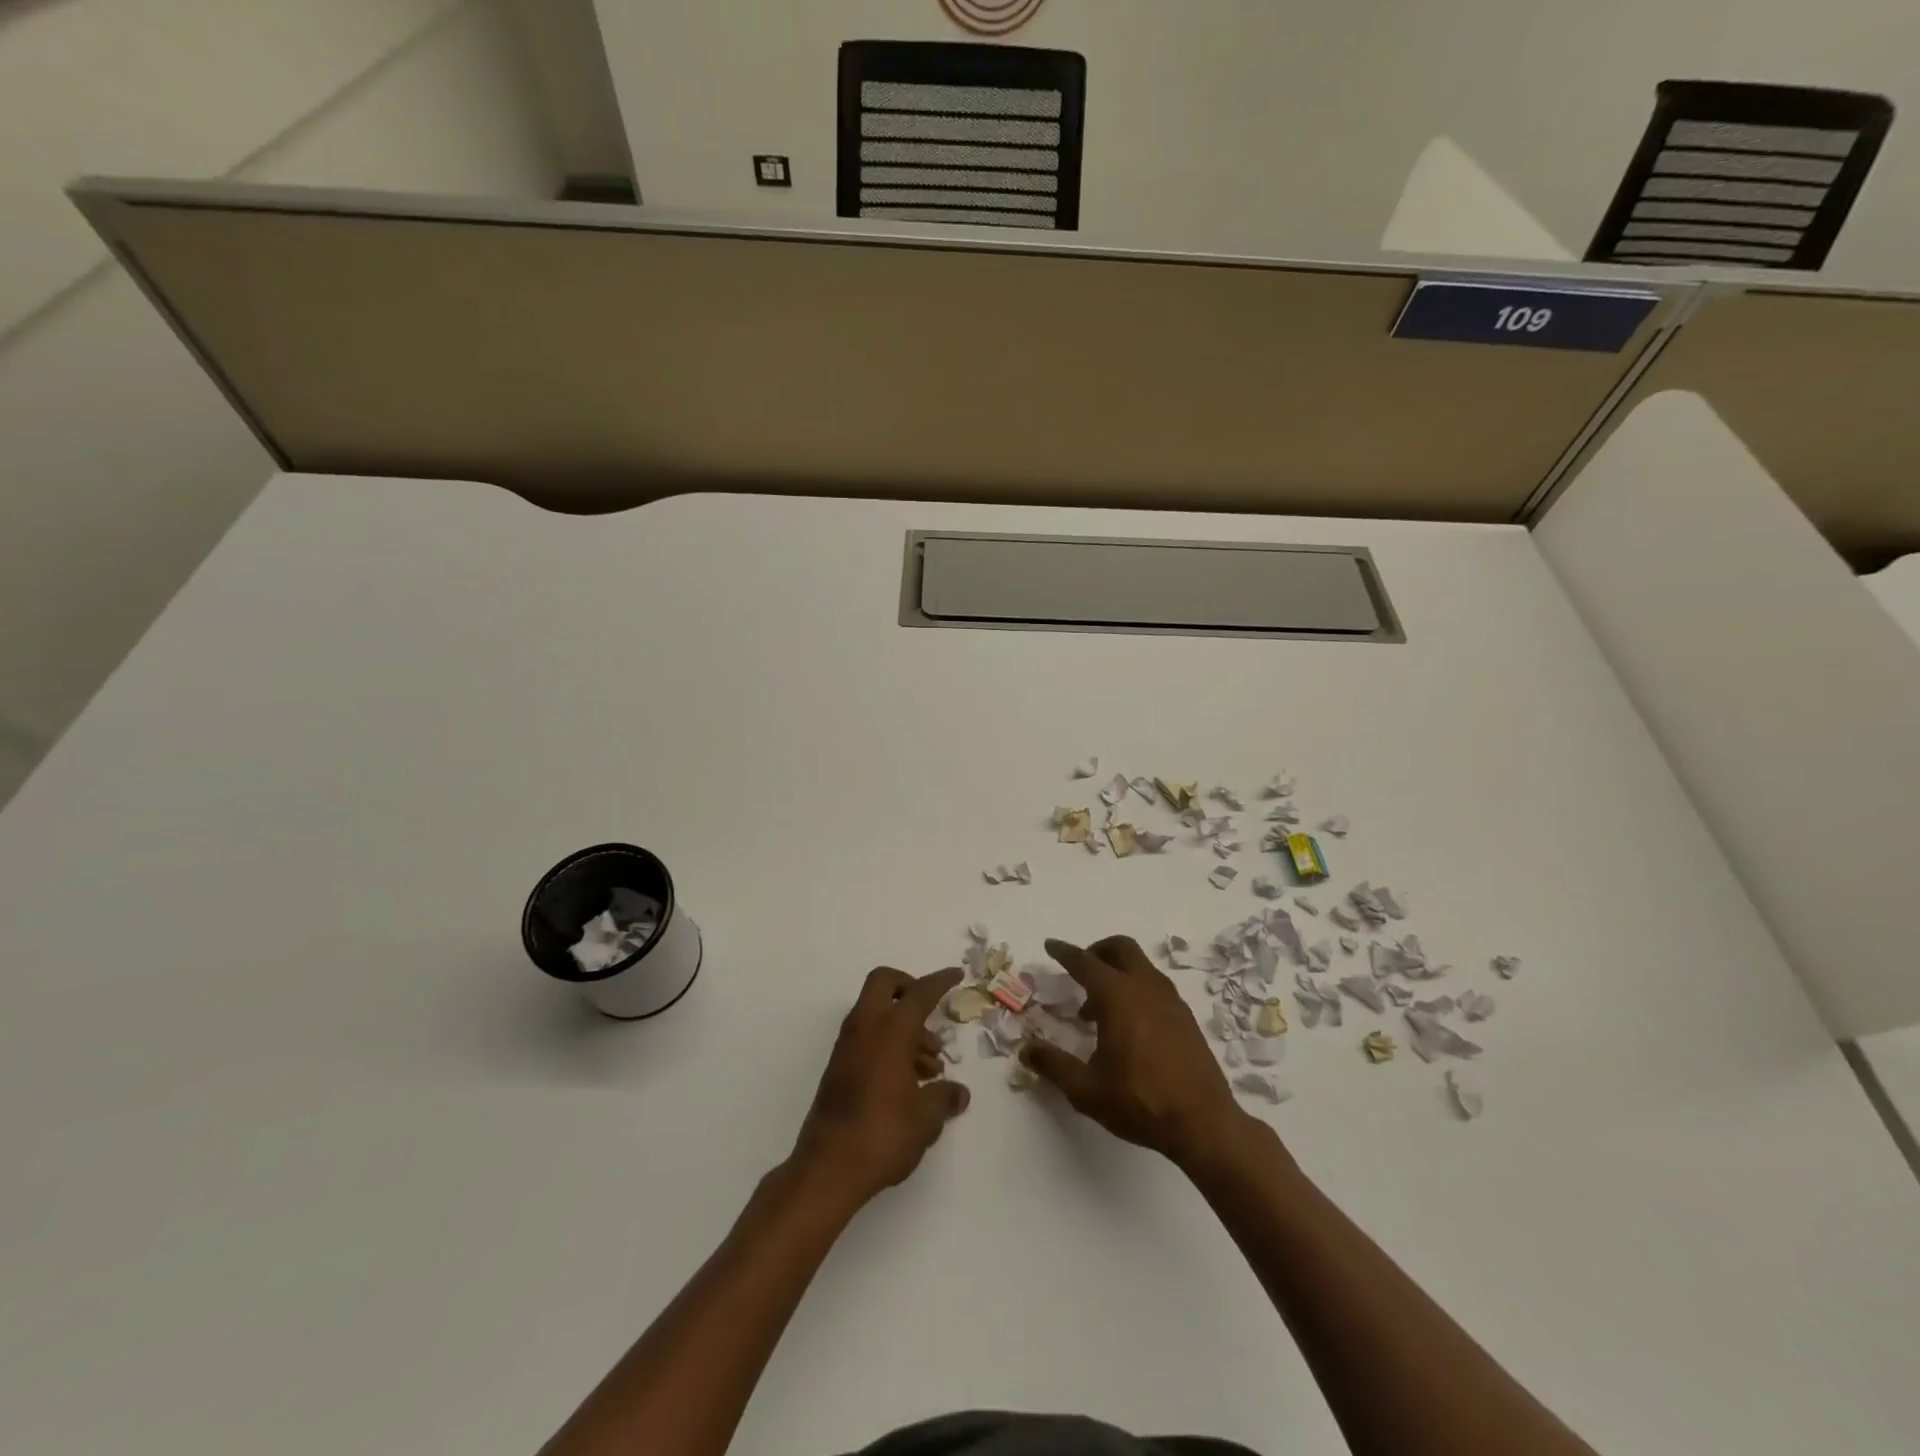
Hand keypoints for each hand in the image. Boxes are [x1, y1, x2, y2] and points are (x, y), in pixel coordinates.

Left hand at [790, 966, 970, 1206]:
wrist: (828, 1168)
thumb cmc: (883, 1134)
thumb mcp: (926, 1118)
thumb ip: (945, 1098)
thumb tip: (959, 1093)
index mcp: (890, 1029)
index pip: (920, 992)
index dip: (940, 981)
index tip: (956, 975)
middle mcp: (865, 1027)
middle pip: (884, 984)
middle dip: (909, 988)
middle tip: (930, 1014)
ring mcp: (847, 1046)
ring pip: (876, 1014)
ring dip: (903, 1027)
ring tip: (930, 1067)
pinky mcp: (838, 1067)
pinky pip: (867, 1037)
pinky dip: (888, 1044)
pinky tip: (908, 1080)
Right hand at [1020, 936, 1249, 1165]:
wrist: (1204, 1123)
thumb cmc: (1140, 1102)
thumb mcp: (1086, 1089)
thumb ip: (1053, 1065)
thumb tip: (1025, 1049)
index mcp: (1118, 997)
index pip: (1085, 962)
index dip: (1064, 953)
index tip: (1051, 946)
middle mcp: (1145, 988)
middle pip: (1120, 949)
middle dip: (1097, 952)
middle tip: (1080, 972)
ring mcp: (1170, 1000)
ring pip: (1141, 966)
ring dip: (1117, 973)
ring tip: (1098, 1009)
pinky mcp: (1185, 1017)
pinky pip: (1155, 986)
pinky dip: (1136, 989)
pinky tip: (1129, 1026)